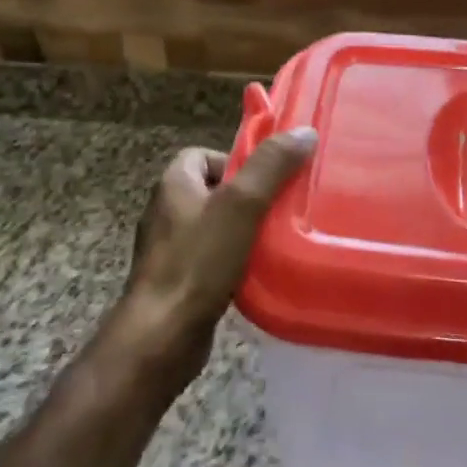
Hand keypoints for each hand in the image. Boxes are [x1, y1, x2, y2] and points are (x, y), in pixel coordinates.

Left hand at [96, 129, 317, 399]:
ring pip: (216, 226)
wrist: (162, 335)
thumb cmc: (198, 262)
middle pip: (215, 190)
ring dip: (244, 230)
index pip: (204, 155)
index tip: (268, 180)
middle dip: (248, 197)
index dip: (237, 161)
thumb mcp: (241, 205)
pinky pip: (212, 257)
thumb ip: (271, 166)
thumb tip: (304, 132)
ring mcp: (169, 249)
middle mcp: (166, 212)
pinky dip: (235, 260)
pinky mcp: (178, 280)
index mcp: (174, 185)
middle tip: (280, 210)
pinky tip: (256, 272)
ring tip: (275, 240)